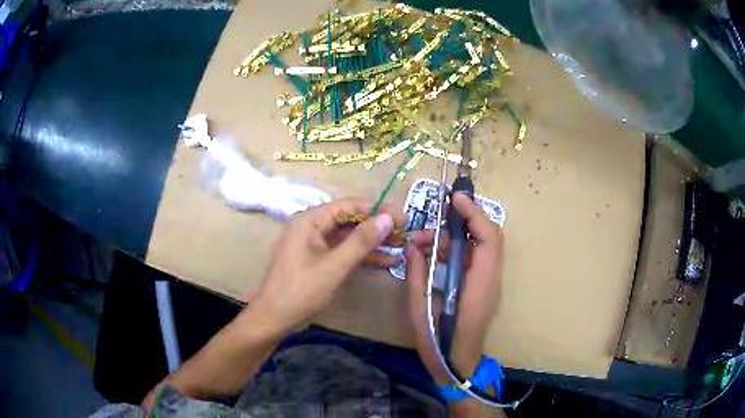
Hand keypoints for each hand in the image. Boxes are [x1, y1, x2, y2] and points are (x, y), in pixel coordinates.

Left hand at [252, 198, 402, 335]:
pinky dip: (359, 256)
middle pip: (348, 220)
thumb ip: (362, 241)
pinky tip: (382, 261)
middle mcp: (310, 226)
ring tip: (399, 248)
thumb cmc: (301, 291)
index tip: (403, 219)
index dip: (377, 210)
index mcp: (310, 220)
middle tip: (404, 236)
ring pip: (346, 237)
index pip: (349, 205)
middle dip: (376, 228)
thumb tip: (388, 218)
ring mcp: (312, 243)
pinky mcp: (315, 259)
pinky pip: (340, 251)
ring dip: (371, 243)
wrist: (274, 318)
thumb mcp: (335, 267)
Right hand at [406, 192, 503, 383]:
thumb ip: (417, 273)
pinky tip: (431, 256)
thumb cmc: (438, 341)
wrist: (457, 364)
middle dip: (463, 221)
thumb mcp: (420, 308)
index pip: (488, 238)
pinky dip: (454, 250)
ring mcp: (489, 282)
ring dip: (452, 238)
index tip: (454, 199)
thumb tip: (412, 246)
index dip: (474, 214)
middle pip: (488, 235)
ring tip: (421, 244)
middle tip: (432, 222)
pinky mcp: (482, 286)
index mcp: (480, 284)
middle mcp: (491, 279)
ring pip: (479, 245)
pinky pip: (473, 258)